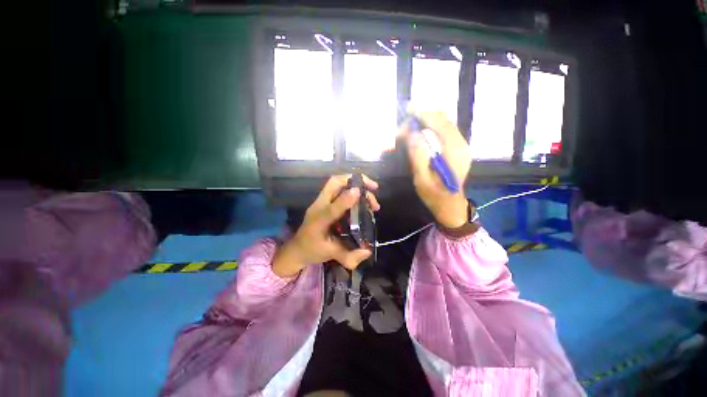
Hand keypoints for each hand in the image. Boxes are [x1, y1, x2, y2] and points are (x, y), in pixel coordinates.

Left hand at [272, 174, 380, 276]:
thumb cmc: (311, 250)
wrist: (297, 249)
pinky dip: (353, 191)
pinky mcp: (326, 203)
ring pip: (338, 184)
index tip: (360, 193)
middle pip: (335, 182)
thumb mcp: (329, 254)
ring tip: (371, 199)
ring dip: (356, 185)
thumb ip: (348, 255)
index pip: (331, 208)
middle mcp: (320, 206)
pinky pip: (340, 191)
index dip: (345, 200)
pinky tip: (363, 202)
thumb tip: (368, 252)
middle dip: (355, 180)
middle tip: (373, 188)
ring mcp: (322, 202)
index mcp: (318, 220)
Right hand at [400, 111, 471, 228]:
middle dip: (423, 118)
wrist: (451, 205)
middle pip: (443, 120)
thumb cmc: (435, 195)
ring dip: (426, 123)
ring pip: (444, 124)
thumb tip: (412, 134)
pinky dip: (431, 128)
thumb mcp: (422, 180)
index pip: (440, 123)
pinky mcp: (458, 148)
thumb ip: (417, 157)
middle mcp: (461, 144)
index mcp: (454, 152)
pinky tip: (420, 134)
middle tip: (405, 127)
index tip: (408, 109)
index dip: (424, 113)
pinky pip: (444, 131)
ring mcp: (461, 146)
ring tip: (409, 131)